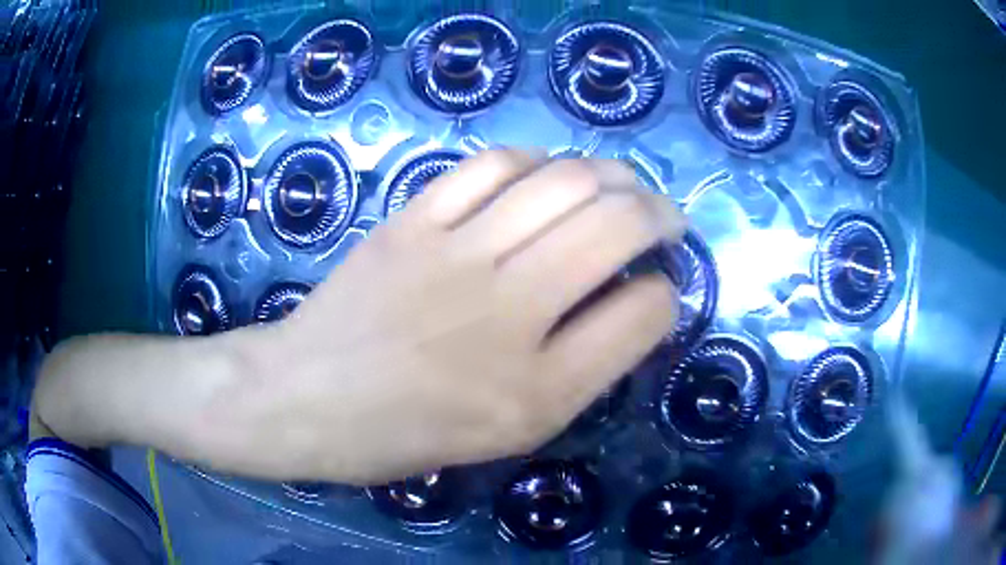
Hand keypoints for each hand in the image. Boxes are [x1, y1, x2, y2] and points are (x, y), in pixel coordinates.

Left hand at [213, 149, 684, 483]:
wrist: (306, 399)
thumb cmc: (405, 434)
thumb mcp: (508, 435)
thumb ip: (578, 373)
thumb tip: (628, 306)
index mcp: (538, 391)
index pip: (644, 314)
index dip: (666, 296)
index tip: (659, 291)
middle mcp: (509, 313)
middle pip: (617, 227)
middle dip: (660, 215)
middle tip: (665, 221)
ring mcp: (457, 254)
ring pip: (565, 181)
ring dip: (613, 176)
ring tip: (622, 187)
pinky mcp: (414, 220)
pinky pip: (494, 164)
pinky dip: (538, 161)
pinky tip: (547, 175)